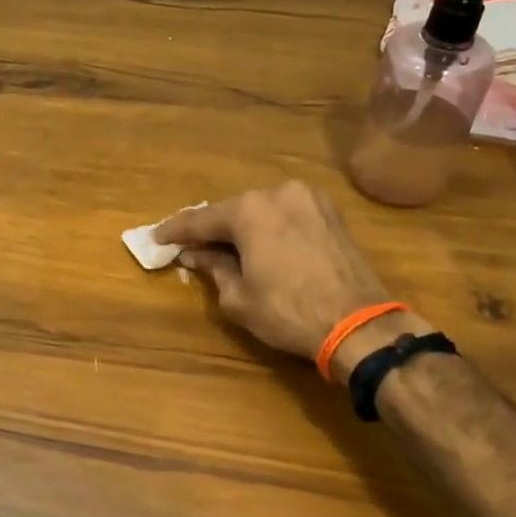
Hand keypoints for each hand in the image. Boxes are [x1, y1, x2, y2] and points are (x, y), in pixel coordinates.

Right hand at [154, 181, 408, 373]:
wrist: (358, 324)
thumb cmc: (288, 312)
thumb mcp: (238, 298)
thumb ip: (213, 269)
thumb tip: (194, 256)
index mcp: (249, 210)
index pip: (201, 220)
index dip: (176, 231)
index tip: (157, 238)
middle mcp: (278, 193)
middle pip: (233, 210)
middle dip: (212, 229)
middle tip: (192, 246)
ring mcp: (309, 198)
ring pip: (262, 209)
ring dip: (243, 227)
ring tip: (227, 248)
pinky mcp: (330, 212)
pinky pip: (287, 214)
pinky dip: (270, 227)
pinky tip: (261, 244)